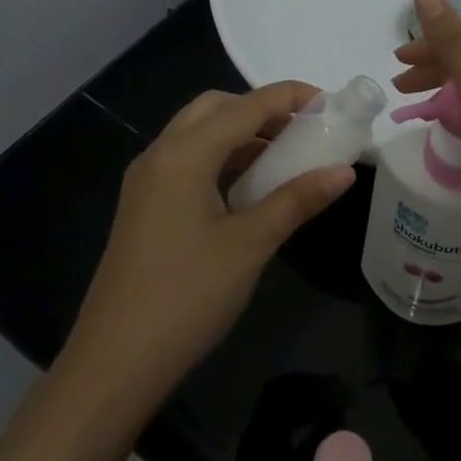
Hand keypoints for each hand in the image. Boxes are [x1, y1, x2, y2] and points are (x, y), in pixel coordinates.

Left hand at [69, 82, 354, 408]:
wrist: (116, 363)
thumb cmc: (186, 296)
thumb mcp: (250, 244)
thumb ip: (297, 200)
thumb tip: (344, 171)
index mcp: (182, 156)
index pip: (245, 107)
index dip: (289, 97)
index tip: (331, 102)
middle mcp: (159, 156)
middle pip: (214, 109)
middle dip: (261, 110)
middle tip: (304, 130)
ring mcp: (147, 183)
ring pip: (199, 136)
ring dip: (241, 135)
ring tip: (286, 157)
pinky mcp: (146, 208)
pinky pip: (188, 163)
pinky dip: (223, 160)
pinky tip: (251, 188)